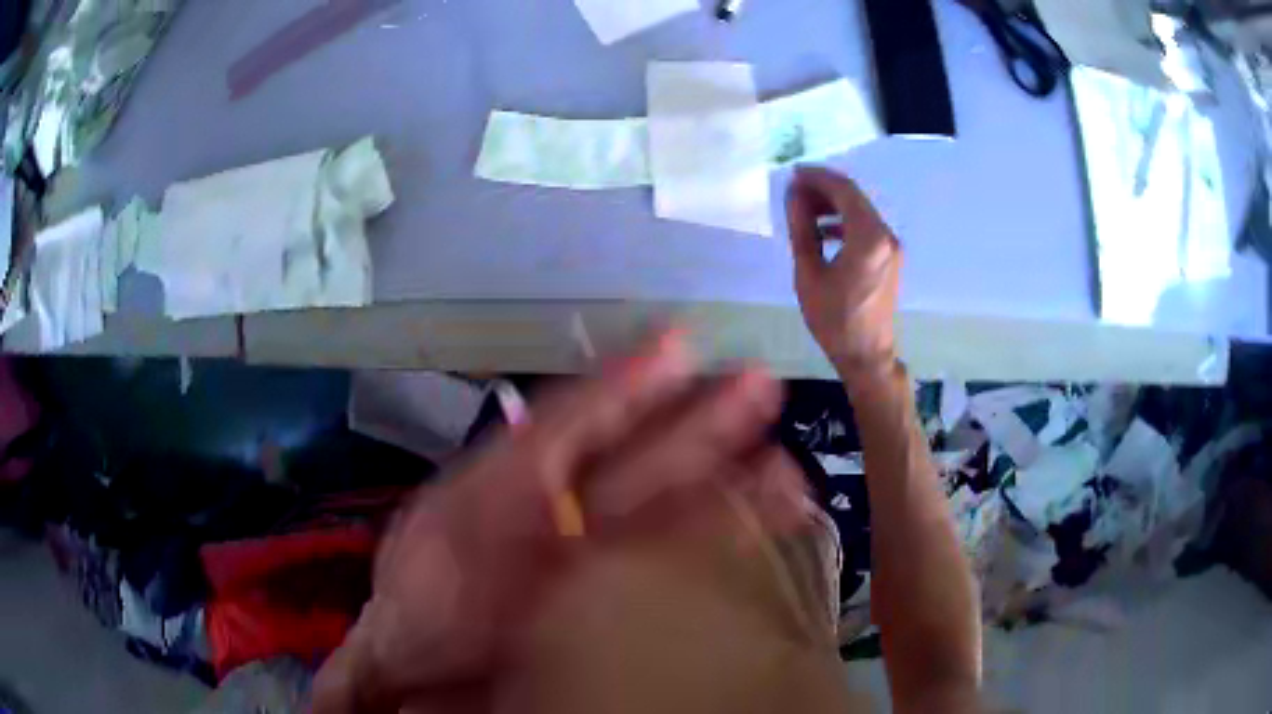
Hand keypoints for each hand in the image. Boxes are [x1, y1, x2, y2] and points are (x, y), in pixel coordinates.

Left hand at [311, 331, 808, 712]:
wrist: (424, 671)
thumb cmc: (423, 598)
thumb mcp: (447, 525)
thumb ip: (497, 474)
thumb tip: (548, 411)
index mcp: (512, 481)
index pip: (577, 421)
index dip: (626, 382)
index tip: (679, 342)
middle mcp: (560, 511)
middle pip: (637, 461)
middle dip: (699, 423)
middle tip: (760, 386)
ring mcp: (590, 554)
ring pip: (665, 508)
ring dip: (721, 480)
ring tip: (780, 460)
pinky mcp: (608, 594)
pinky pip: (669, 558)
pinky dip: (714, 536)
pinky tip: (755, 515)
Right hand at [786, 167, 901, 383]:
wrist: (866, 355)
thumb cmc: (834, 319)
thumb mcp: (809, 273)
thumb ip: (802, 228)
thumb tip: (794, 195)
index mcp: (869, 237)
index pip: (844, 190)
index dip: (817, 177)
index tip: (792, 174)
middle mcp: (886, 235)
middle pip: (854, 197)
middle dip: (823, 189)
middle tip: (794, 192)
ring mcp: (892, 246)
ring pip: (860, 210)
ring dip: (833, 205)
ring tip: (803, 210)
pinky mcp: (890, 257)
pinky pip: (866, 227)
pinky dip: (845, 222)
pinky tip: (823, 231)